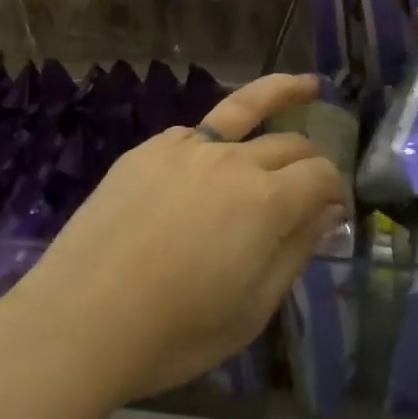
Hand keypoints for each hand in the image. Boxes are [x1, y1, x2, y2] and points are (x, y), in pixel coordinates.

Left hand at [3, 73, 350, 407]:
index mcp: (266, 200)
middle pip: (289, 142)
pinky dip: (217, 140)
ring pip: (244, 111)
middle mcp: (231, 160)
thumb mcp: (253, 309)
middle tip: (312, 183)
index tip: (335, 213)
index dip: (337, 190)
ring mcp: (185, 147)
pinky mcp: (146, 150)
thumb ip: (295, 252)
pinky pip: (195, 134)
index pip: (322, 174)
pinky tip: (214, 155)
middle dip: (312, 159)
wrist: (81, 320)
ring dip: (281, 97)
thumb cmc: (176, 332)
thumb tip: (327, 212)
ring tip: (306, 86)